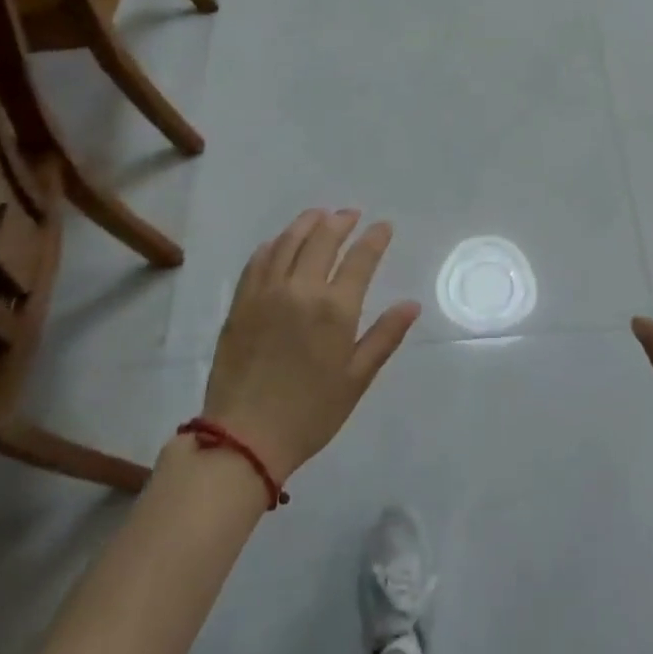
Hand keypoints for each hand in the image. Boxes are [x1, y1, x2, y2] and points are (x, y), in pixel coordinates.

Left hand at [200, 209, 421, 480]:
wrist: (244, 438)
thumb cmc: (310, 413)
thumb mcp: (356, 379)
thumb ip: (384, 336)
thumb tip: (411, 304)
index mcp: (335, 309)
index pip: (360, 258)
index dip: (374, 238)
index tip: (383, 226)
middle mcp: (301, 289)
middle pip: (323, 239)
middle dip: (340, 221)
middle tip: (351, 215)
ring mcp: (266, 293)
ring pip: (288, 242)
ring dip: (307, 223)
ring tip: (319, 216)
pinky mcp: (241, 303)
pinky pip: (258, 260)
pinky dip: (273, 244)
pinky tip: (280, 242)